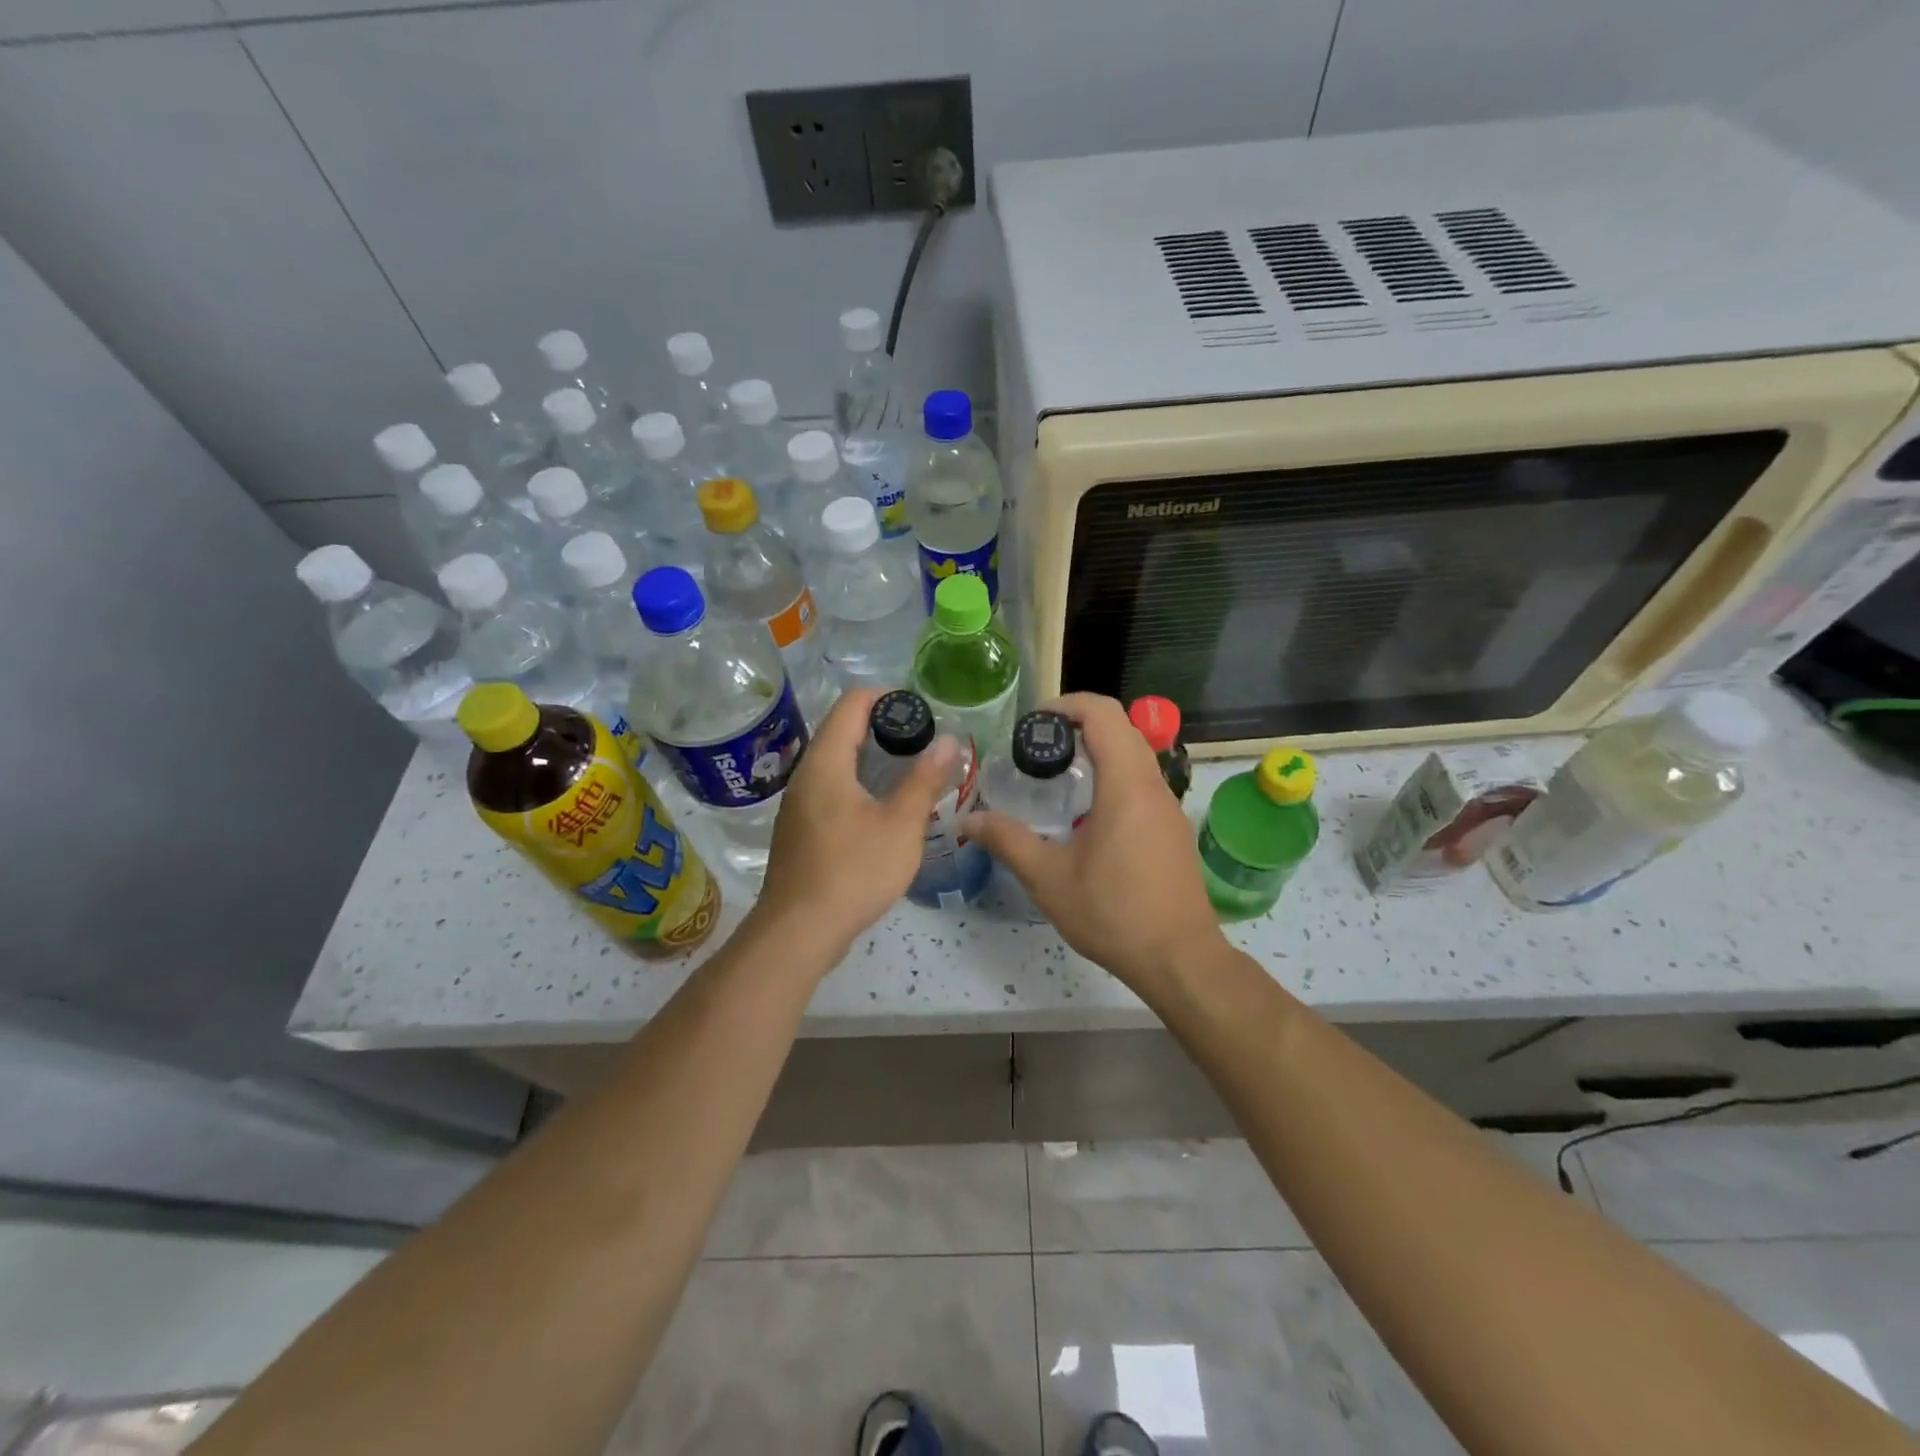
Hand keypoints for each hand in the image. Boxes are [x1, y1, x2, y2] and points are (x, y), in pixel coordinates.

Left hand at [753, 688, 958, 959]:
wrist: (799, 931)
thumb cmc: (853, 871)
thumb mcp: (901, 825)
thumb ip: (924, 780)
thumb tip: (949, 741)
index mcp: (826, 763)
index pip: (851, 704)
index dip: (886, 697)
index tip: (920, 712)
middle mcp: (805, 775)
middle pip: (842, 731)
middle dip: (883, 729)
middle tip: (923, 743)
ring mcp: (798, 805)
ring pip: (836, 764)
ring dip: (871, 760)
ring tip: (909, 773)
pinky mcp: (799, 830)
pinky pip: (830, 791)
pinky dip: (858, 786)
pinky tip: (882, 810)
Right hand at [965, 692, 1222, 993]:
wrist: (1180, 960)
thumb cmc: (1114, 914)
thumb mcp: (1049, 878)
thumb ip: (1007, 841)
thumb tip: (966, 821)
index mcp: (1126, 785)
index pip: (1104, 713)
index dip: (1067, 704)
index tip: (1033, 723)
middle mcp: (1154, 786)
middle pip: (1121, 728)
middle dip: (1078, 725)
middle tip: (1037, 748)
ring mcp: (1168, 808)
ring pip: (1135, 755)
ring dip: (1097, 750)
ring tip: (1056, 776)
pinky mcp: (1172, 829)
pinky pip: (1142, 782)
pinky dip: (1112, 776)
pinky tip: (1086, 815)